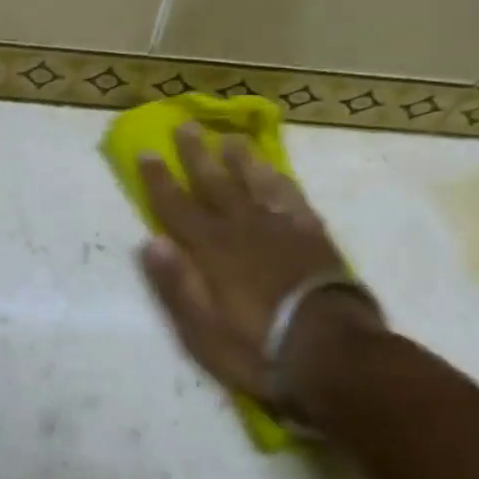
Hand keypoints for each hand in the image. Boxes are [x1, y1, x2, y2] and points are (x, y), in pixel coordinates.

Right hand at [138, 125, 366, 409]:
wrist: (332, 351)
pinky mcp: (312, 234)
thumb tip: (151, 242)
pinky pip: (291, 196)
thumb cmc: (258, 347)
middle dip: (197, 154)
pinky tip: (275, 172)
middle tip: (186, 126)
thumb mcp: (203, 330)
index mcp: (212, 249)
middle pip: (215, 183)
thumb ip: (177, 284)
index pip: (177, 206)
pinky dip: (279, 180)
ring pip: (254, 181)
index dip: (159, 179)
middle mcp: (243, 227)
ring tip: (230, 139)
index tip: (147, 151)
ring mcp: (280, 227)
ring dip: (240, 159)